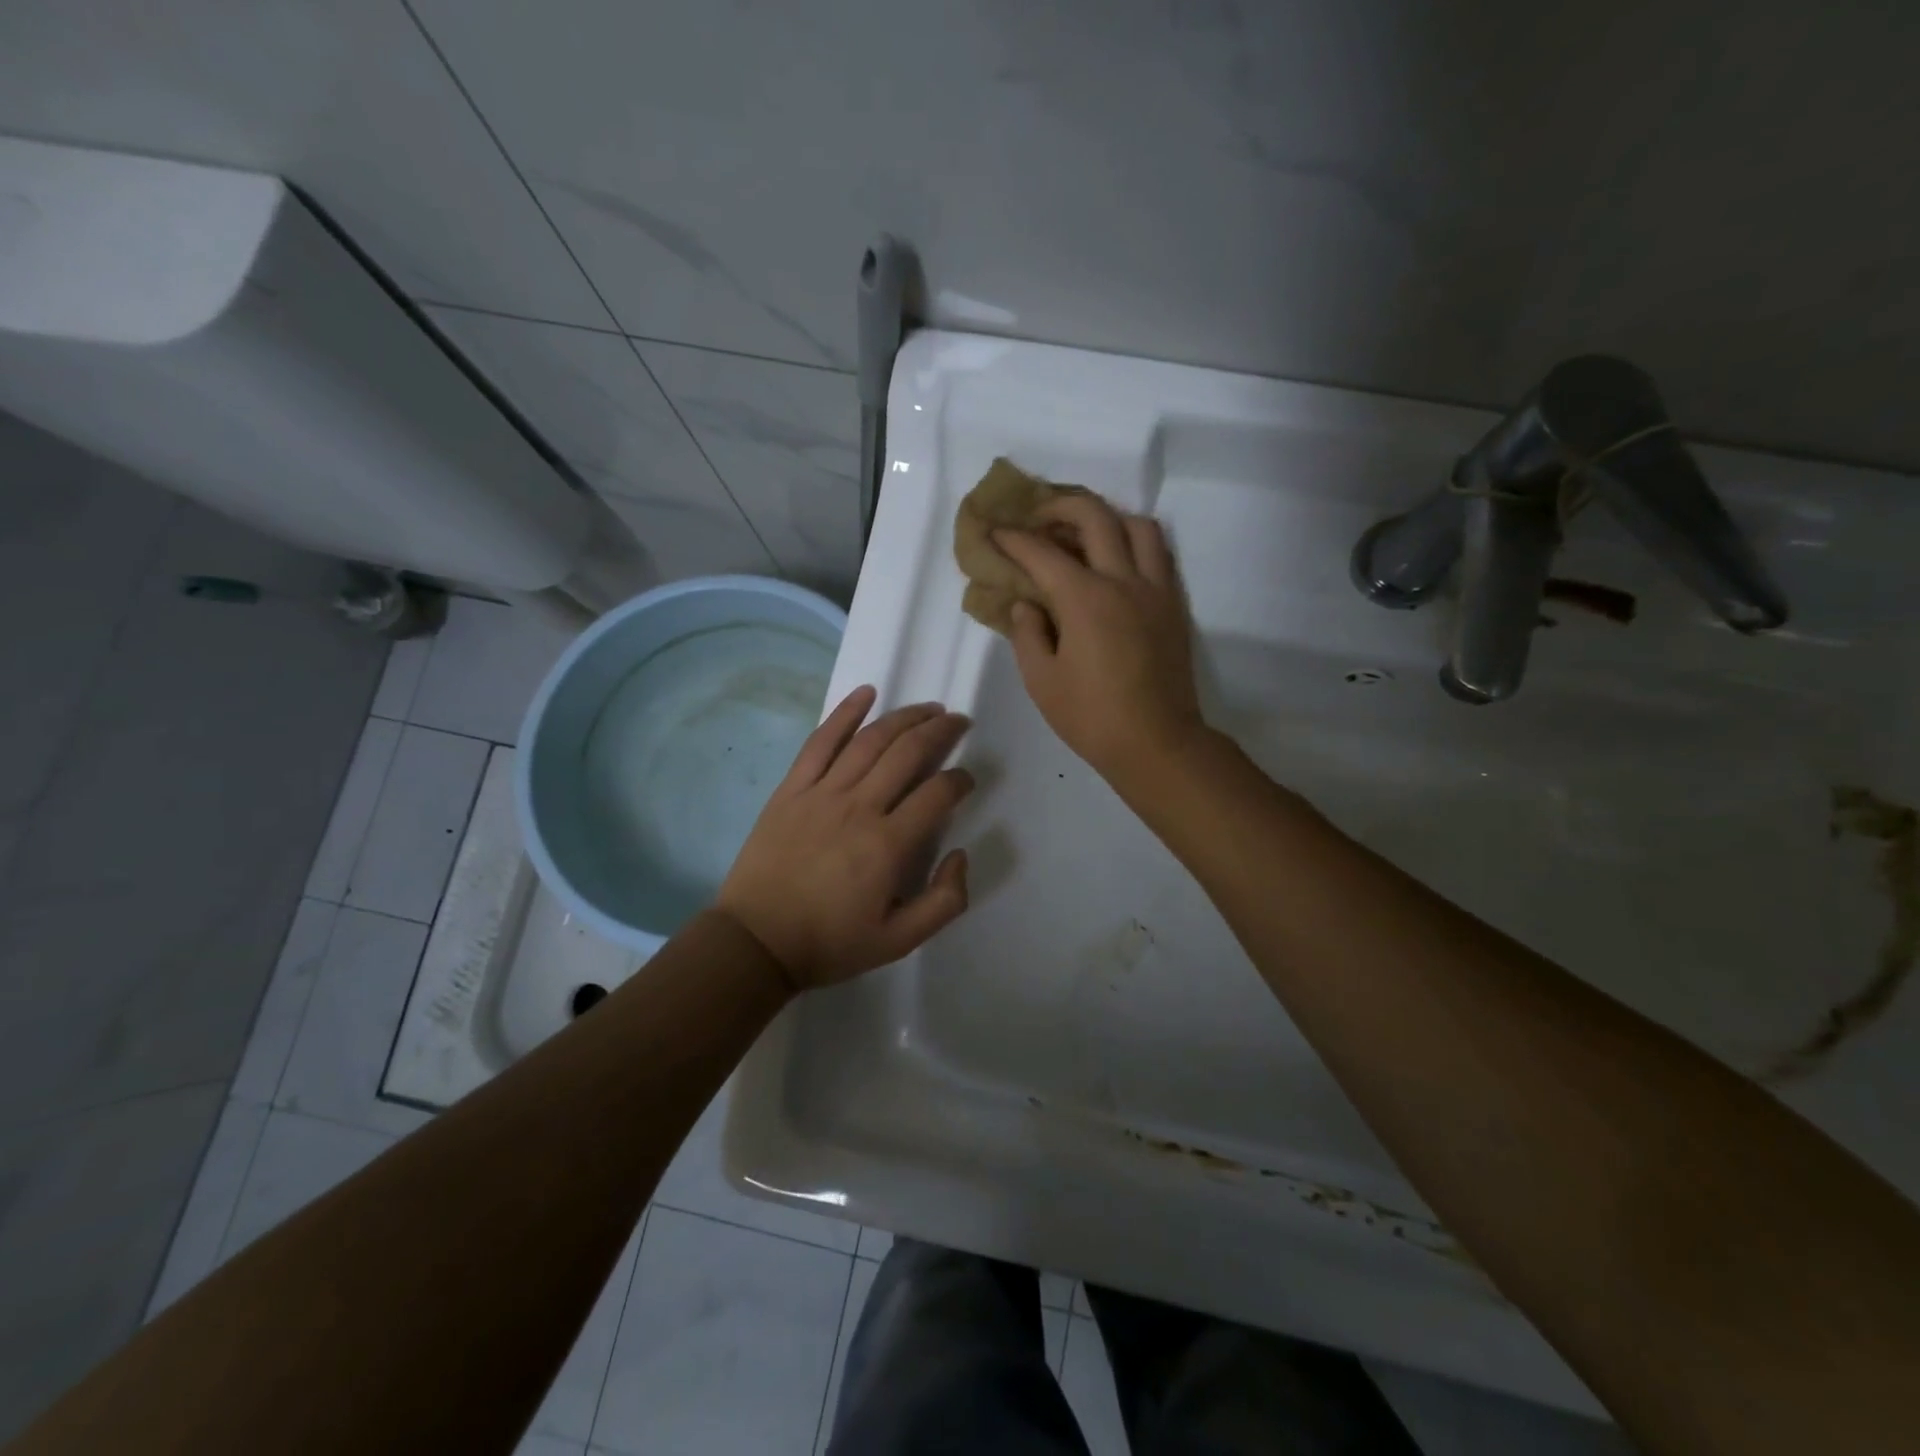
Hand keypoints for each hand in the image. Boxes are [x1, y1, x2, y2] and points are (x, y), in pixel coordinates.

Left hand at [717, 686, 972, 990]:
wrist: (756, 943)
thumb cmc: (830, 943)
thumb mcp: (899, 942)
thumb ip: (944, 901)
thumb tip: (960, 854)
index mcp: (888, 845)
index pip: (937, 795)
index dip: (960, 781)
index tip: (967, 780)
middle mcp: (859, 807)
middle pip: (908, 753)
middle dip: (941, 731)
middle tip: (959, 722)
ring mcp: (822, 793)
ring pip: (870, 740)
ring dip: (904, 717)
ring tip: (928, 708)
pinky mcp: (792, 789)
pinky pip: (820, 741)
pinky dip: (845, 713)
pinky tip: (866, 693)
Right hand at [993, 495, 1205, 787]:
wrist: (1157, 743)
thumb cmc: (1091, 718)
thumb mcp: (1041, 681)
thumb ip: (1028, 634)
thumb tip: (1027, 605)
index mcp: (1085, 600)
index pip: (1042, 552)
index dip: (1013, 539)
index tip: (995, 532)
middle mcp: (1123, 581)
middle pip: (1094, 516)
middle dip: (1060, 505)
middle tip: (1038, 518)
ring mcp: (1155, 589)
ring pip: (1137, 525)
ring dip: (1106, 518)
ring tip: (1084, 534)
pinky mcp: (1174, 604)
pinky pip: (1159, 553)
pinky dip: (1135, 542)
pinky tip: (1117, 561)